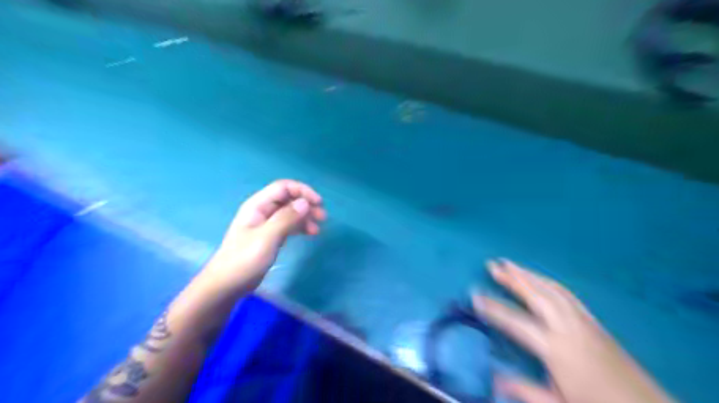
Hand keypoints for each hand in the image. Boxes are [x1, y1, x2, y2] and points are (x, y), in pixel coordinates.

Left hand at [202, 182, 326, 294]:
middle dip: (306, 204)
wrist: (228, 285)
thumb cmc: (245, 260)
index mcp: (258, 205)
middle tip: (323, 217)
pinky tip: (310, 234)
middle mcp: (262, 211)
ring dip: (305, 217)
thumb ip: (286, 218)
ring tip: (317, 229)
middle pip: (288, 199)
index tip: (318, 203)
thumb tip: (305, 203)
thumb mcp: (267, 238)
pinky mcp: (270, 236)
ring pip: (290, 213)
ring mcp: (266, 224)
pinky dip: (300, 227)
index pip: (283, 187)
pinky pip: (289, 225)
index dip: (302, 191)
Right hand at [473, 258, 674, 401]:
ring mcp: (583, 321)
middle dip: (512, 279)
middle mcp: (568, 328)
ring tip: (510, 264)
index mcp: (556, 348)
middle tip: (492, 265)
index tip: (475, 295)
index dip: (493, 308)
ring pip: (551, 290)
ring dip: (528, 274)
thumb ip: (525, 390)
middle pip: (536, 296)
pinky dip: (548, 282)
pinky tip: (540, 279)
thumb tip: (494, 379)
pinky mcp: (594, 322)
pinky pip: (567, 294)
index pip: (516, 322)